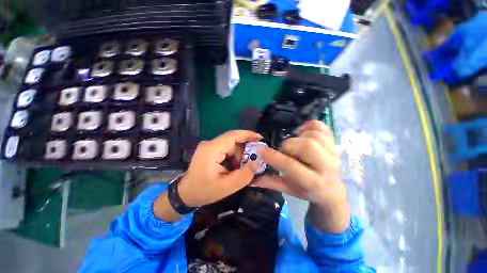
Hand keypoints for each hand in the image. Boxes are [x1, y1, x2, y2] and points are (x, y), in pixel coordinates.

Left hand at [177, 130, 261, 206]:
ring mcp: (210, 146)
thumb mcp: (225, 187)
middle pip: (233, 140)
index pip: (232, 135)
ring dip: (239, 155)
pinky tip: (235, 167)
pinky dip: (234, 157)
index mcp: (211, 149)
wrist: (185, 193)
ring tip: (243, 167)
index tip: (260, 138)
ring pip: (231, 145)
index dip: (247, 135)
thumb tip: (257, 163)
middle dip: (246, 149)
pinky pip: (227, 149)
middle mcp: (210, 144)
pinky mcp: (211, 150)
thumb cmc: (202, 191)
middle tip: (255, 159)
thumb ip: (243, 176)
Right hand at [253, 120, 349, 232]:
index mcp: (314, 182)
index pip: (290, 165)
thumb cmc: (309, 191)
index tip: (262, 151)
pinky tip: (302, 134)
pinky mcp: (335, 143)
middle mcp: (327, 166)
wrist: (334, 191)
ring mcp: (334, 153)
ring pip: (313, 135)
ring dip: (298, 136)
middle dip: (288, 145)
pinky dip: (308, 126)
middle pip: (306, 146)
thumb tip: (251, 179)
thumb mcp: (289, 189)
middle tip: (284, 150)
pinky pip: (321, 127)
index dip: (273, 157)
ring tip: (294, 143)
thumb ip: (270, 182)